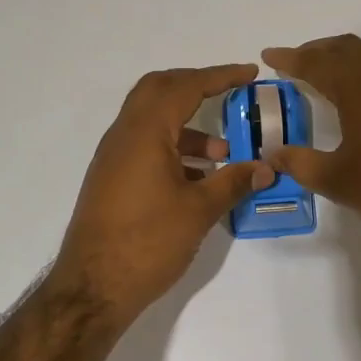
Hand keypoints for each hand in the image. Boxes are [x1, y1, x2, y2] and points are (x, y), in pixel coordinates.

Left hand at [50, 64, 272, 323]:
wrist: (92, 287)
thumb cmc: (148, 242)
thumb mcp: (199, 211)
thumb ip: (234, 182)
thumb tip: (268, 168)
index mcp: (144, 133)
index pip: (185, 87)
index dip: (220, 76)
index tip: (250, 73)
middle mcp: (124, 135)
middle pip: (159, 90)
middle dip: (196, 86)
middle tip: (229, 93)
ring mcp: (113, 157)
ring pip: (151, 120)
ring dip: (187, 125)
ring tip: (224, 153)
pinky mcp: (111, 178)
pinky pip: (145, 145)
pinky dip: (173, 147)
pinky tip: (198, 177)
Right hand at [261, 35, 360, 261]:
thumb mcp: (337, 181)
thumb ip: (300, 163)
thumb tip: (273, 153)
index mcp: (360, 90)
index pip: (318, 63)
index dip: (291, 58)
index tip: (269, 55)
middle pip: (347, 49)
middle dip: (318, 50)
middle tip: (294, 62)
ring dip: (344, 58)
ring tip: (324, 74)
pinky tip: (359, 97)